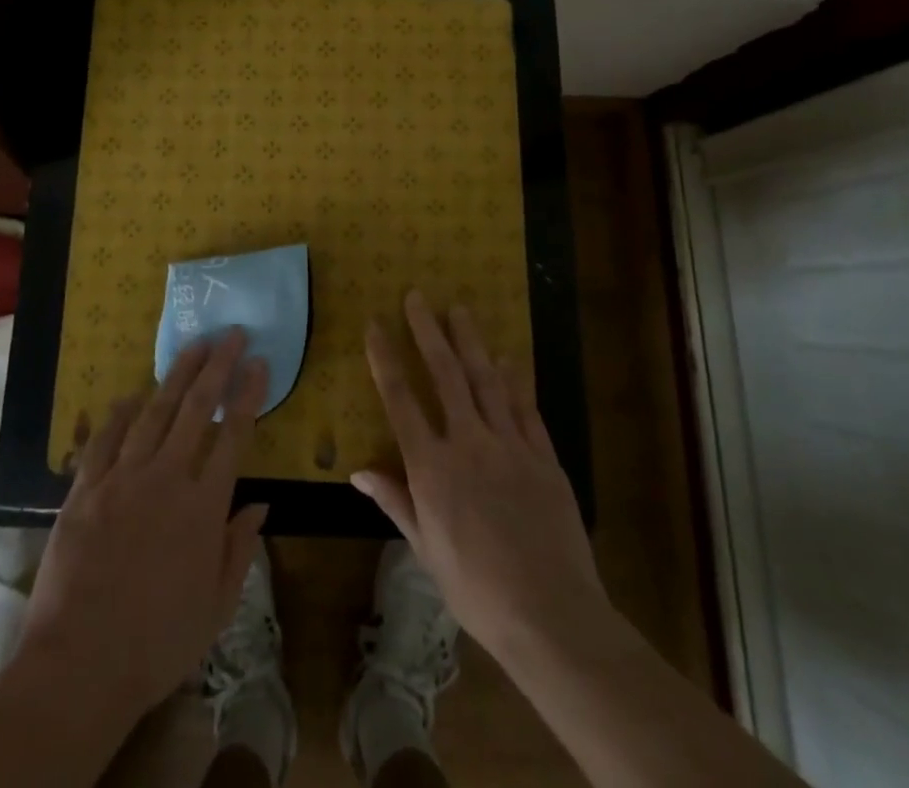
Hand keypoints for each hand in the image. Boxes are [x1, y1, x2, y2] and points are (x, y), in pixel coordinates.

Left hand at [17, 329, 268, 722]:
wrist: (80, 665)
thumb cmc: (158, 644)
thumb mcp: (217, 608)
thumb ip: (239, 550)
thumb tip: (261, 505)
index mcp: (203, 507)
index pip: (233, 435)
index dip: (248, 394)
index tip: (259, 363)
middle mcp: (166, 479)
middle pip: (196, 409)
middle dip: (217, 367)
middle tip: (230, 334)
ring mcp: (122, 478)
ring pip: (155, 412)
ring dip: (176, 375)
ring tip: (193, 347)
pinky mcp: (85, 489)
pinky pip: (105, 439)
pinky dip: (120, 413)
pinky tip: (131, 395)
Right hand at [352, 292, 609, 666]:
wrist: (550, 613)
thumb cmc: (477, 589)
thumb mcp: (426, 550)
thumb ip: (395, 502)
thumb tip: (358, 471)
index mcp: (431, 467)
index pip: (400, 400)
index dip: (385, 358)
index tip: (375, 324)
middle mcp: (467, 443)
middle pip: (444, 374)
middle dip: (428, 331)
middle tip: (418, 296)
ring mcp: (509, 445)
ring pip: (485, 380)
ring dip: (470, 341)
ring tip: (459, 309)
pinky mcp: (543, 456)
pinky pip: (525, 407)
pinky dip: (515, 379)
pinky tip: (508, 357)